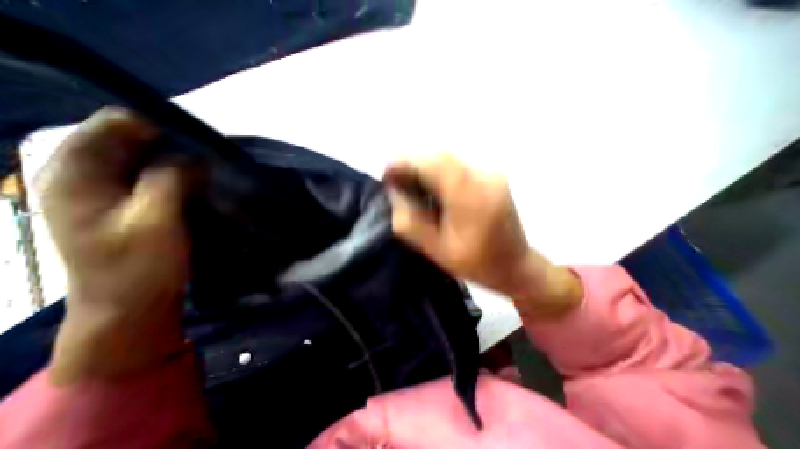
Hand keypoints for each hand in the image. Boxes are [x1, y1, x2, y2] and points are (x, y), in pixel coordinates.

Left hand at [43, 107, 192, 383]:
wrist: (131, 304)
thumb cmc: (139, 266)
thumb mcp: (155, 221)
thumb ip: (171, 182)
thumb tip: (195, 156)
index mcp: (76, 174)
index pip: (114, 125)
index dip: (159, 127)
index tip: (199, 142)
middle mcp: (85, 175)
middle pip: (130, 140)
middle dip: (172, 144)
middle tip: (209, 158)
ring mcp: (107, 191)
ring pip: (145, 159)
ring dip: (177, 161)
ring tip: (208, 170)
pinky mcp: (129, 204)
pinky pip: (153, 176)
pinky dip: (177, 175)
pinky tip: (197, 184)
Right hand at [382, 154, 581, 318]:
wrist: (516, 265)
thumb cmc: (476, 263)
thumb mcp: (436, 250)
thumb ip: (410, 221)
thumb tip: (395, 192)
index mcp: (470, 196)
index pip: (431, 163)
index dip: (404, 163)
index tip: (387, 175)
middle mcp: (483, 175)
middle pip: (438, 154)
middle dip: (412, 163)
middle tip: (397, 182)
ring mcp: (490, 171)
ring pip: (447, 156)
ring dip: (424, 166)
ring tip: (411, 185)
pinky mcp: (491, 174)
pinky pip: (457, 164)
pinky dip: (438, 170)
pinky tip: (432, 187)